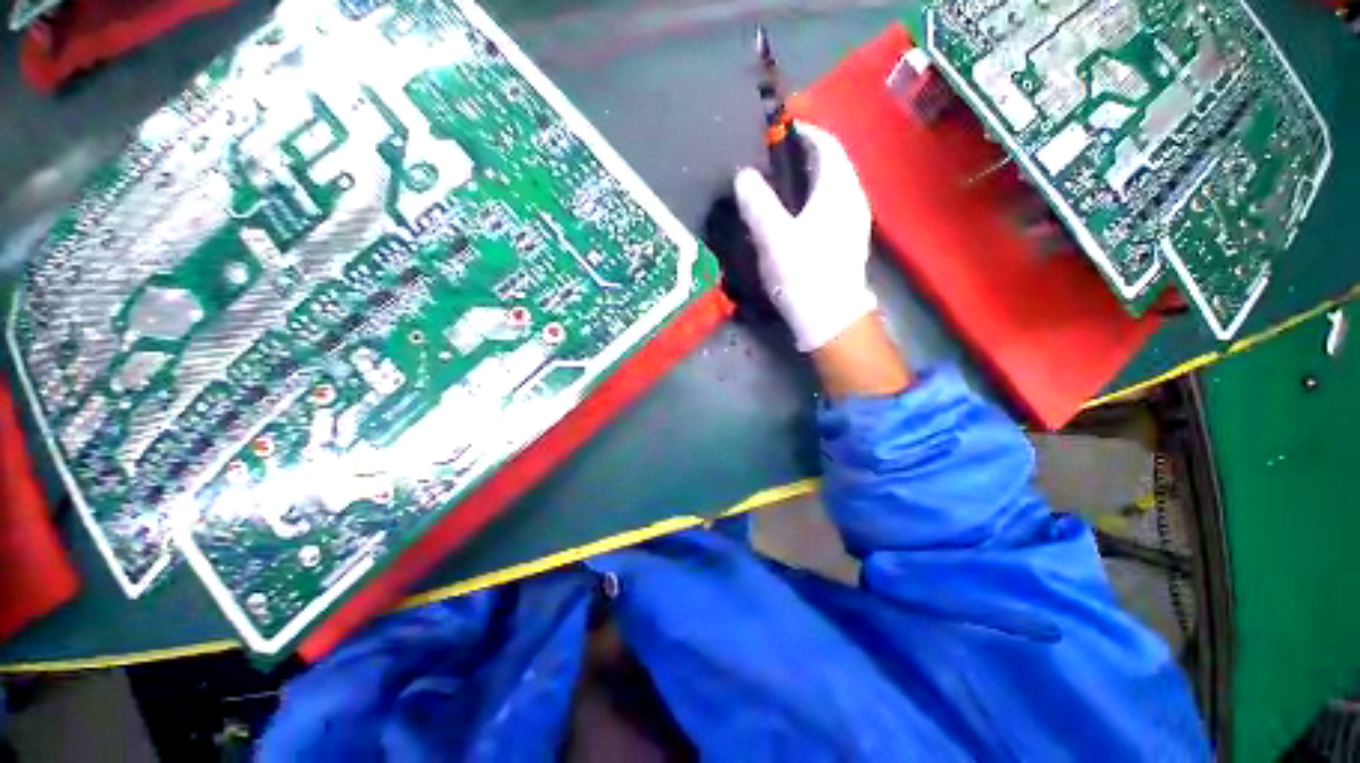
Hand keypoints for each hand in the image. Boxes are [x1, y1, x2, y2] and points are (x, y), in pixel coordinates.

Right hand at [734, 122, 876, 351]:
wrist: (830, 319)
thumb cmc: (803, 274)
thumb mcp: (774, 237)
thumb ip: (757, 202)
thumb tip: (744, 175)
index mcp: (839, 189)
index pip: (826, 143)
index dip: (803, 131)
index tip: (777, 131)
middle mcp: (854, 198)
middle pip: (831, 164)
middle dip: (803, 158)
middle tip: (772, 164)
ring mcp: (855, 222)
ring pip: (832, 188)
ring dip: (807, 182)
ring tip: (779, 191)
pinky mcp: (849, 242)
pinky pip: (832, 208)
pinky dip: (813, 203)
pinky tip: (795, 221)